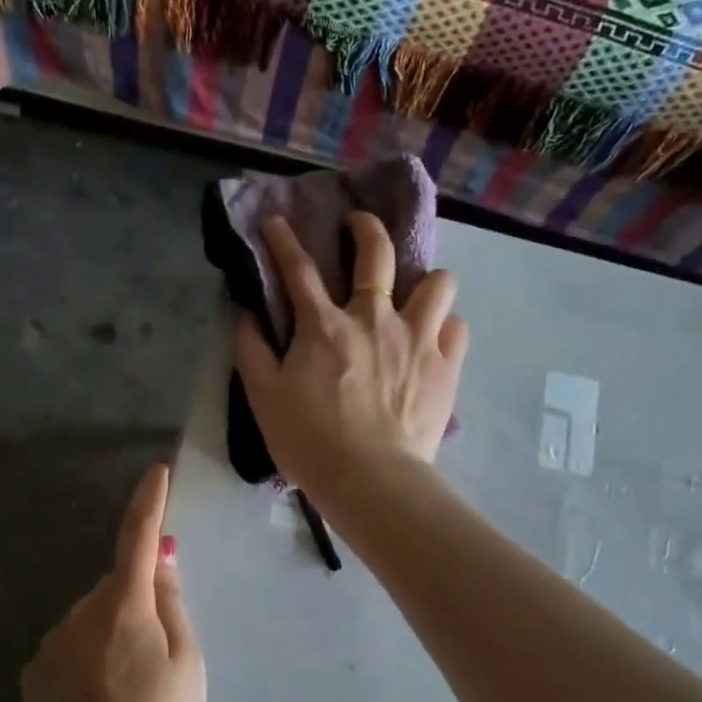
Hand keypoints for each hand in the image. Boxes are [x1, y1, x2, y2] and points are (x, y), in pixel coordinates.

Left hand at [23, 464, 205, 701]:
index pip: (137, 539)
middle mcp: (79, 616)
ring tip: (129, 690)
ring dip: (112, 631)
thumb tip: (160, 559)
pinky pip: (70, 644)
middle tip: (159, 655)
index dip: (149, 503)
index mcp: (123, 610)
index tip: (156, 472)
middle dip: (136, 600)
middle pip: (115, 586)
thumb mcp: (188, 667)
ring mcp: (50, 645)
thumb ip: (172, 605)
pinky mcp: (33, 674)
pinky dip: (88, 656)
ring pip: (92, 617)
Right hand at [233, 212, 467, 508]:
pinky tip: (433, 339)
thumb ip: (251, 348)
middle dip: (366, 228)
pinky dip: (444, 326)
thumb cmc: (309, 441)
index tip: (276, 222)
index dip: (283, 241)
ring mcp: (417, 338)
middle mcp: (374, 319)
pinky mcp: (446, 365)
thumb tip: (245, 312)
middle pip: (377, 252)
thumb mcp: (263, 397)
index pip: (299, 270)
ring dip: (424, 281)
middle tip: (359, 227)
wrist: (370, 480)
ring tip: (413, 297)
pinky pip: (456, 326)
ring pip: (437, 281)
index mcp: (324, 327)